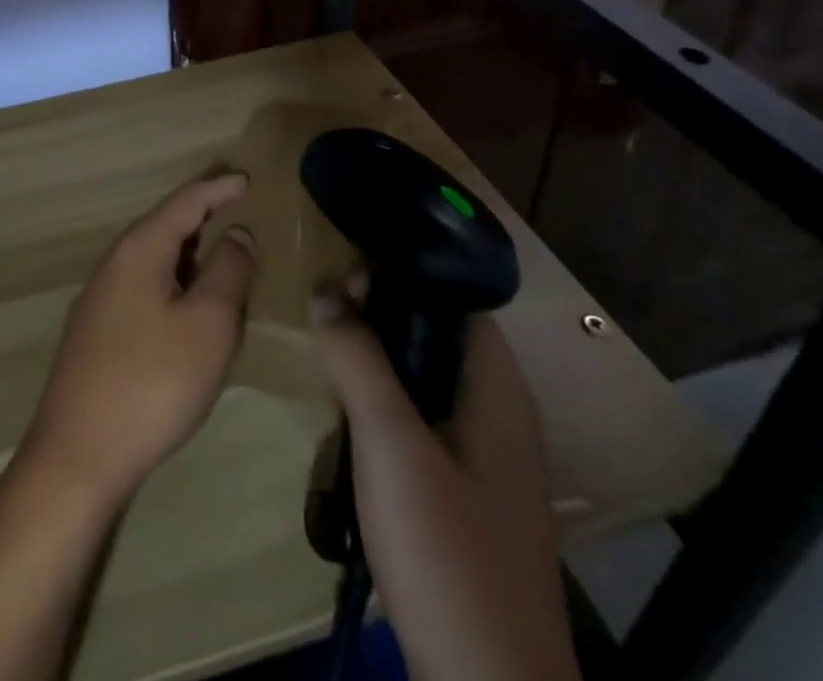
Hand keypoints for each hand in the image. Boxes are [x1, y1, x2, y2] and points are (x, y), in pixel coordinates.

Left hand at [22, 174, 258, 507]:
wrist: (78, 455)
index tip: (246, 178)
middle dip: (204, 219)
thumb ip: (228, 271)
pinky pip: (145, 288)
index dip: (218, 188)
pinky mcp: (98, 332)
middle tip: (240, 216)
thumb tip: (237, 233)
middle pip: (166, 226)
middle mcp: (115, 262)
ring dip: (191, 257)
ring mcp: (101, 298)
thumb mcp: (208, 324)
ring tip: (225, 262)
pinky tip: (191, 311)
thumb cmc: (153, 382)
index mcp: (139, 248)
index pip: (184, 201)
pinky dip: (175, 286)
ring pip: (155, 260)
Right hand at [311, 285, 580, 680]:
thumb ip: (358, 359)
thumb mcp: (391, 444)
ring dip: (376, 359)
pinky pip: (420, 418)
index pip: (457, 298)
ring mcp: (484, 455)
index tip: (345, 270)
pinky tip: (347, 412)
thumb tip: (325, 289)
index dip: (403, 274)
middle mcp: (499, 412)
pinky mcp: (464, 490)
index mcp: (498, 390)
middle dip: (379, 315)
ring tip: (326, 350)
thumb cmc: (447, 551)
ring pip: (424, 377)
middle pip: (437, 334)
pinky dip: (384, 400)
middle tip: (323, 311)